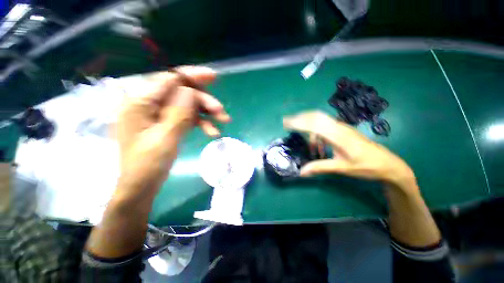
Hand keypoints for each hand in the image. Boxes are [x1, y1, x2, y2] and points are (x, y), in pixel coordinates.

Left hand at [115, 66, 229, 198]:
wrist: (143, 185)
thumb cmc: (148, 165)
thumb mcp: (165, 138)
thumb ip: (178, 113)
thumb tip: (191, 91)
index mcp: (140, 103)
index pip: (169, 80)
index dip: (192, 76)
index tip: (213, 76)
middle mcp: (149, 104)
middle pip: (182, 93)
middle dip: (204, 101)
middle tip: (222, 112)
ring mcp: (159, 114)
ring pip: (188, 105)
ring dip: (206, 113)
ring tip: (223, 122)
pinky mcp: (168, 123)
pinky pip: (187, 117)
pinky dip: (201, 123)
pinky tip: (212, 132)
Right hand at [283, 111, 414, 188]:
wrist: (388, 164)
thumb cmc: (367, 166)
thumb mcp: (342, 168)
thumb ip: (320, 168)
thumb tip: (301, 172)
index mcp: (338, 136)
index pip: (314, 124)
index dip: (298, 122)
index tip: (286, 123)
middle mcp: (339, 128)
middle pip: (315, 117)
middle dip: (300, 118)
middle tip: (287, 123)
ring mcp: (342, 128)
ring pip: (320, 121)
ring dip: (307, 127)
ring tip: (305, 143)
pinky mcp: (343, 131)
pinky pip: (325, 127)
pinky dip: (316, 134)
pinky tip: (318, 148)